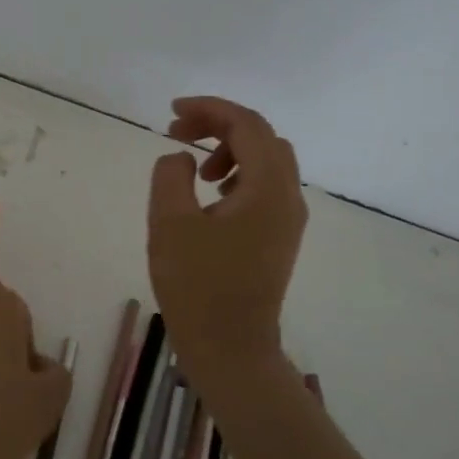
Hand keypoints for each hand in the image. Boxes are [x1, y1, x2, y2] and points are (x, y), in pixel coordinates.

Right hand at [147, 96, 306, 383]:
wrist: (230, 349)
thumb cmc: (197, 286)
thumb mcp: (170, 223)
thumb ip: (172, 175)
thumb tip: (182, 158)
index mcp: (267, 189)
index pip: (247, 125)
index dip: (209, 109)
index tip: (171, 112)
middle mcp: (288, 198)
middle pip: (262, 137)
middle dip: (219, 125)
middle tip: (178, 133)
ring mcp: (288, 220)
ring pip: (268, 161)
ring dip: (230, 150)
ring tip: (195, 170)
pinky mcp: (279, 239)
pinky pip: (266, 187)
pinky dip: (238, 175)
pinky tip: (211, 197)